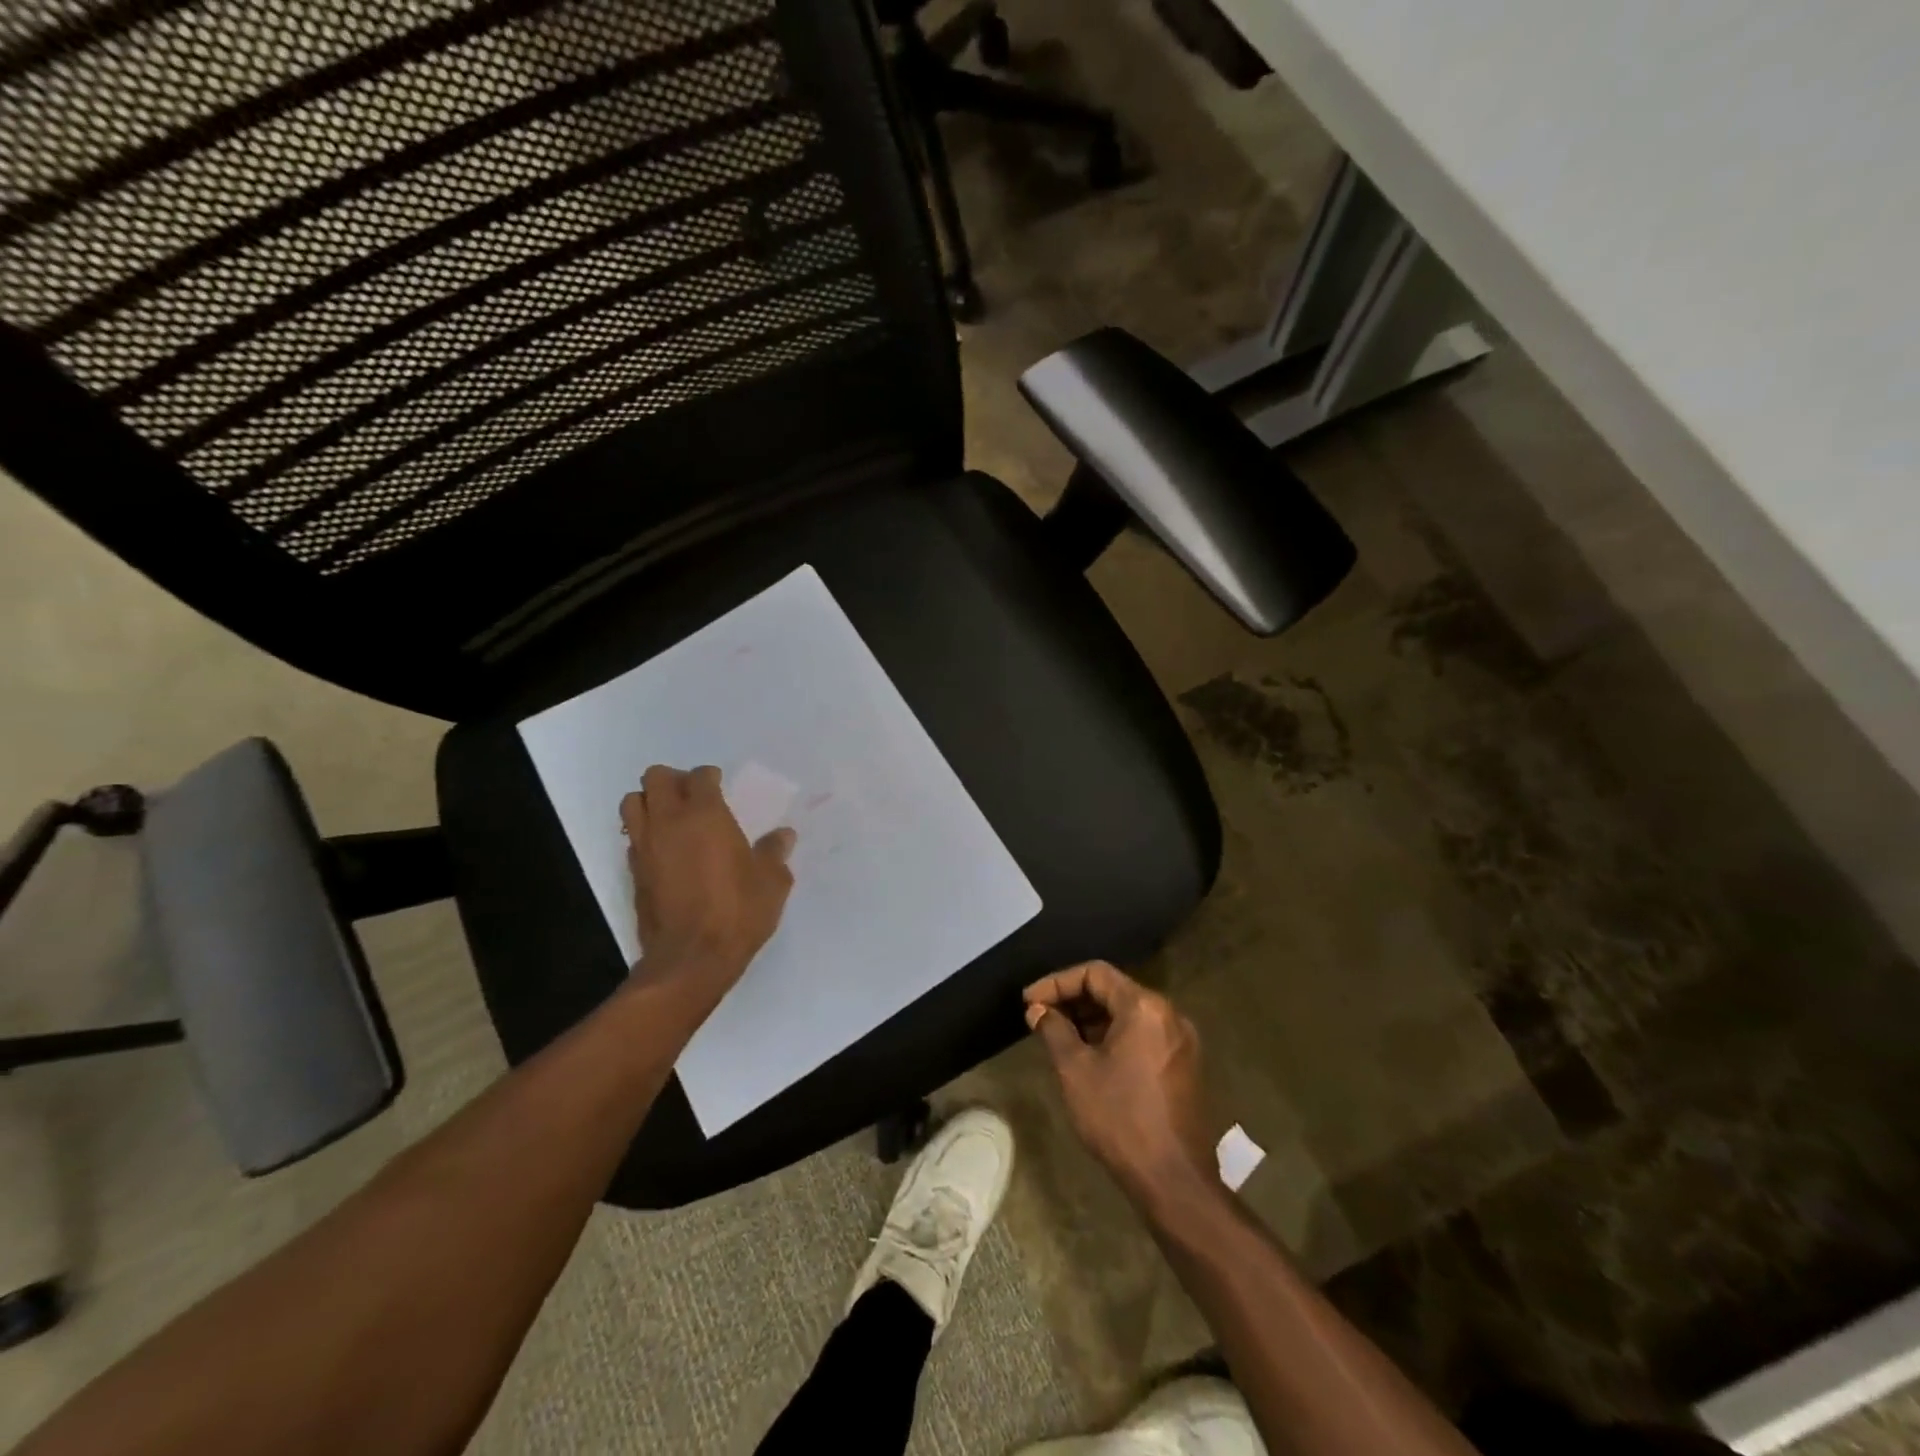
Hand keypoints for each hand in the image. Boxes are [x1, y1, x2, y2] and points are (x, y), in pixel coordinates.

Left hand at [621, 765, 795, 1007]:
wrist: (691, 959)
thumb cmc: (737, 912)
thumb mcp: (772, 882)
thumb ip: (775, 852)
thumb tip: (784, 835)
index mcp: (705, 815)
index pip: (699, 776)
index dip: (710, 776)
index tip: (720, 784)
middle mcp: (669, 822)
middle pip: (655, 778)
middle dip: (673, 780)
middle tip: (693, 796)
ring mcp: (645, 847)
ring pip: (632, 803)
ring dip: (650, 802)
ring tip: (672, 818)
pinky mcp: (633, 872)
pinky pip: (632, 837)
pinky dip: (645, 834)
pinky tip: (665, 850)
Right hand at [1025, 961, 1215, 1207]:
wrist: (1173, 1180)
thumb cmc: (1120, 1118)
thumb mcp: (1075, 1070)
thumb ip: (1054, 1030)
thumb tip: (1038, 1010)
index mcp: (1144, 1007)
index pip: (1095, 973)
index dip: (1057, 982)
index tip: (1029, 1001)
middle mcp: (1168, 1014)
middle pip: (1114, 990)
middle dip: (1073, 999)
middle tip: (1040, 1017)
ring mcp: (1180, 1040)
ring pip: (1128, 1013)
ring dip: (1092, 1018)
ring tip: (1058, 1036)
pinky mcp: (1183, 1065)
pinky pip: (1142, 1034)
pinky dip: (1113, 1036)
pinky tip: (1089, 1055)